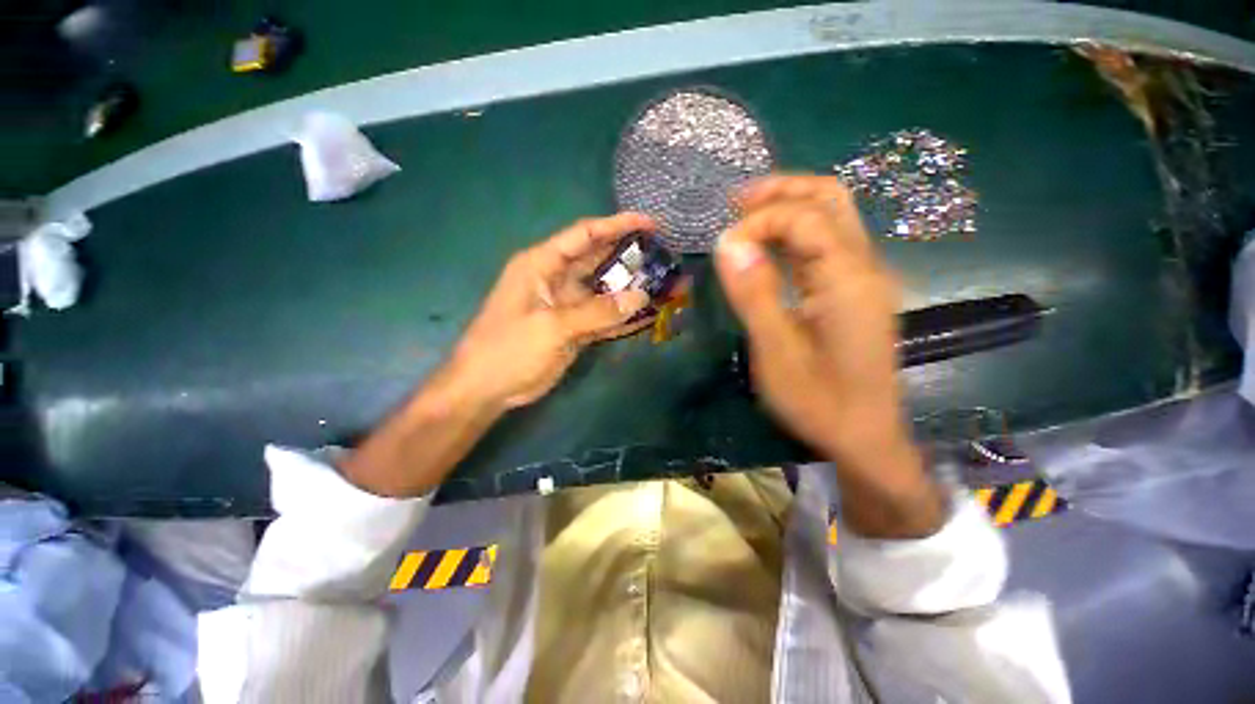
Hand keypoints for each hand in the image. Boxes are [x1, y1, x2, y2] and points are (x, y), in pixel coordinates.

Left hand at [450, 212, 655, 410]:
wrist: (486, 389)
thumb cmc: (509, 349)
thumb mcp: (551, 327)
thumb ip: (597, 312)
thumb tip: (640, 297)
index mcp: (542, 264)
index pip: (585, 234)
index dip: (617, 225)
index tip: (651, 224)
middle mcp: (556, 279)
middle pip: (599, 260)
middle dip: (630, 257)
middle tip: (664, 256)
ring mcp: (567, 305)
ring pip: (604, 290)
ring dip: (630, 288)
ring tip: (664, 284)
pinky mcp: (573, 328)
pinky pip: (603, 316)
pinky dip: (623, 316)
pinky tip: (647, 314)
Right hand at [714, 175, 943, 536]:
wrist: (863, 437)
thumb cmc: (817, 401)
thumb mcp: (775, 352)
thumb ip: (754, 294)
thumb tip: (727, 243)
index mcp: (847, 280)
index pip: (804, 217)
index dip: (758, 222)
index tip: (722, 249)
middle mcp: (864, 267)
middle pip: (829, 199)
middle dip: (780, 192)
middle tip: (735, 203)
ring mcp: (864, 278)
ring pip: (831, 216)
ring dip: (787, 208)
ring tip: (744, 216)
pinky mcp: (855, 292)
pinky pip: (827, 244)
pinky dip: (794, 234)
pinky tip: (768, 246)